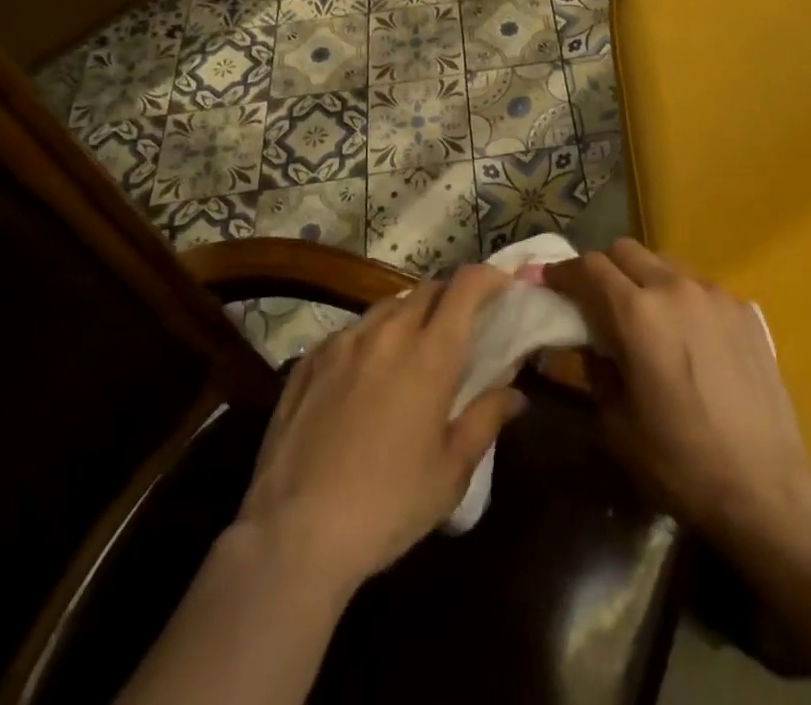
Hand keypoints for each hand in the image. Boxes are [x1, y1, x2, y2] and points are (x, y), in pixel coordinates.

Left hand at [235, 265, 527, 592]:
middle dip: (450, 297)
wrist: (294, 535)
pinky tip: (364, 376)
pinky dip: (369, 340)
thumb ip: (486, 419)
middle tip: (460, 327)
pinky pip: (350, 332)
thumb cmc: (388, 505)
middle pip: (427, 289)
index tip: (501, 286)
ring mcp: (343, 343)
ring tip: (411, 351)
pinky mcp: (308, 361)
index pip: (465, 286)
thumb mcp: (451, 472)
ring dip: (408, 316)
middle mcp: (387, 333)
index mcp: (430, 354)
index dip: (488, 276)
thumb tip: (516, 393)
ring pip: (386, 307)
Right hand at [546, 239, 810, 556]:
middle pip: (626, 250)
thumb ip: (597, 371)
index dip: (563, 272)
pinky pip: (700, 288)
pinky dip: (682, 300)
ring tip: (648, 320)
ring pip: (665, 264)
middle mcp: (675, 288)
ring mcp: (715, 294)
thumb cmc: (681, 462)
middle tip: (597, 301)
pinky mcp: (744, 309)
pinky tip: (691, 340)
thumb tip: (592, 344)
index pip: (589, 267)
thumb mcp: (617, 425)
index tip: (552, 284)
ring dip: (645, 281)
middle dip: (603, 269)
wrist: (766, 486)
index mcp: (637, 314)